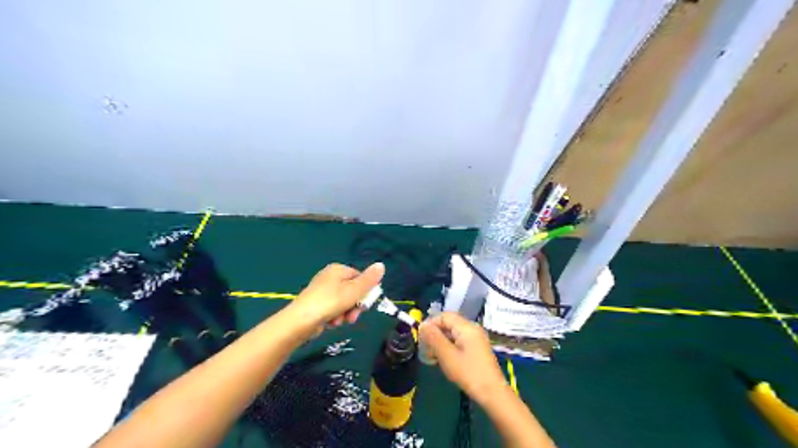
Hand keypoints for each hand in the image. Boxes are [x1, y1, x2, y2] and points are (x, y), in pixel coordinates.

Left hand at [287, 262, 386, 331]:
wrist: (300, 321)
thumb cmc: (330, 302)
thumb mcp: (354, 291)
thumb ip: (369, 280)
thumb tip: (381, 265)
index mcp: (338, 270)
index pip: (360, 277)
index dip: (365, 292)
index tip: (365, 305)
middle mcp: (330, 277)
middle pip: (352, 291)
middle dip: (354, 306)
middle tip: (352, 317)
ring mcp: (322, 291)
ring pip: (344, 303)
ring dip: (345, 314)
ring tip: (339, 321)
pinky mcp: (316, 304)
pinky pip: (333, 309)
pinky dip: (335, 317)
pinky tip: (331, 323)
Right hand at [418, 314, 502, 403]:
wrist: (493, 393)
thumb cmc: (468, 373)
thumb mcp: (447, 355)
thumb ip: (434, 338)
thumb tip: (422, 325)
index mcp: (466, 327)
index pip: (445, 316)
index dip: (431, 323)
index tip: (420, 336)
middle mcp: (472, 329)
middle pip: (449, 324)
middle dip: (435, 334)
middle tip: (424, 348)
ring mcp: (476, 339)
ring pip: (453, 334)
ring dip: (441, 342)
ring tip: (431, 356)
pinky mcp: (477, 349)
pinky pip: (459, 342)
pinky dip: (449, 347)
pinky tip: (442, 360)